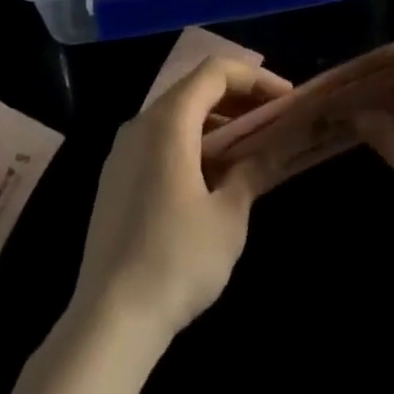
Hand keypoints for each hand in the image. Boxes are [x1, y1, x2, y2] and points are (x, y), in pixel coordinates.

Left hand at [69, 57, 291, 343]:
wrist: (108, 322)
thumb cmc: (176, 260)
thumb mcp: (229, 217)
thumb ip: (252, 172)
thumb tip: (269, 152)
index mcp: (168, 120)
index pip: (216, 71)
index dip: (255, 77)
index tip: (286, 98)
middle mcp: (141, 123)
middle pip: (195, 88)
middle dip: (238, 98)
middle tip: (273, 120)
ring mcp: (122, 153)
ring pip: (176, 116)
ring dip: (216, 122)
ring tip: (249, 147)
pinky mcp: (115, 181)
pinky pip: (159, 141)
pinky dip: (192, 143)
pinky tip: (212, 176)